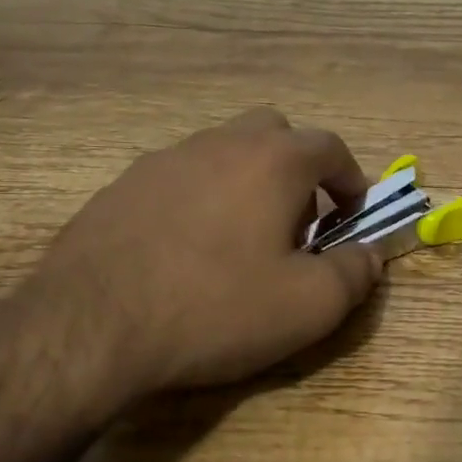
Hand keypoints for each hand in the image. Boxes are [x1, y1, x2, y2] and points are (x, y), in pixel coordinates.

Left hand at [0, 108, 383, 424]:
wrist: (90, 327)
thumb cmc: (217, 308)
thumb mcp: (310, 305)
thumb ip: (356, 273)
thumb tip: (371, 254)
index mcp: (273, 160)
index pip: (330, 147)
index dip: (352, 179)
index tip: (354, 215)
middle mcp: (220, 143)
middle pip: (275, 134)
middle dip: (298, 171)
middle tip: (297, 225)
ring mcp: (164, 160)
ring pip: (224, 152)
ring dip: (248, 183)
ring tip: (242, 242)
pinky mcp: (122, 186)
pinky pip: (180, 178)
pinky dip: (201, 199)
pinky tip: (187, 251)